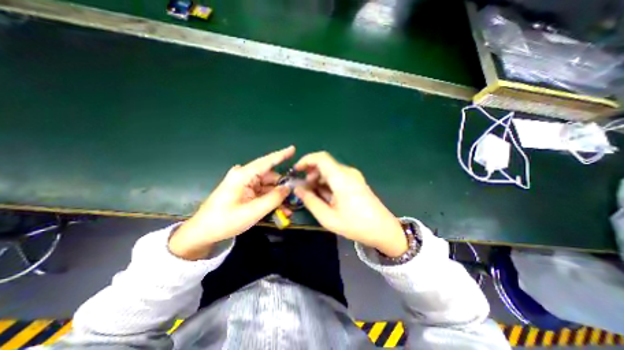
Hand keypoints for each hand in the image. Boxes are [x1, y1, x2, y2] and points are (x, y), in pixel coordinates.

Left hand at [170, 145, 294, 259]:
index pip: (267, 161)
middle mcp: (245, 176)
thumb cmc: (225, 221)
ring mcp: (245, 183)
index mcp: (244, 175)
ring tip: (287, 209)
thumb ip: (273, 198)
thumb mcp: (253, 211)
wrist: (204, 232)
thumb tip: (288, 188)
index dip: (281, 155)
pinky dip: (271, 200)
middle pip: (270, 177)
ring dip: (278, 197)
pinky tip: (279, 210)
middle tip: (295, 198)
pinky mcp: (245, 191)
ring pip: (268, 186)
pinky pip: (263, 192)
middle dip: (283, 188)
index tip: (293, 149)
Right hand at [294, 151, 406, 256]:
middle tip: (304, 188)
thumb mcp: (328, 217)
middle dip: (311, 172)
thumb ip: (310, 201)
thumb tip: (298, 189)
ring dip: (318, 178)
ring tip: (313, 194)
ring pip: (330, 169)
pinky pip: (337, 175)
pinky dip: (327, 181)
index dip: (306, 160)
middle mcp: (348, 172)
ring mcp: (353, 176)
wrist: (383, 229)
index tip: (296, 170)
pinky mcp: (356, 181)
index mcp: (341, 178)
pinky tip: (325, 195)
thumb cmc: (355, 225)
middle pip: (324, 163)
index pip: (321, 158)